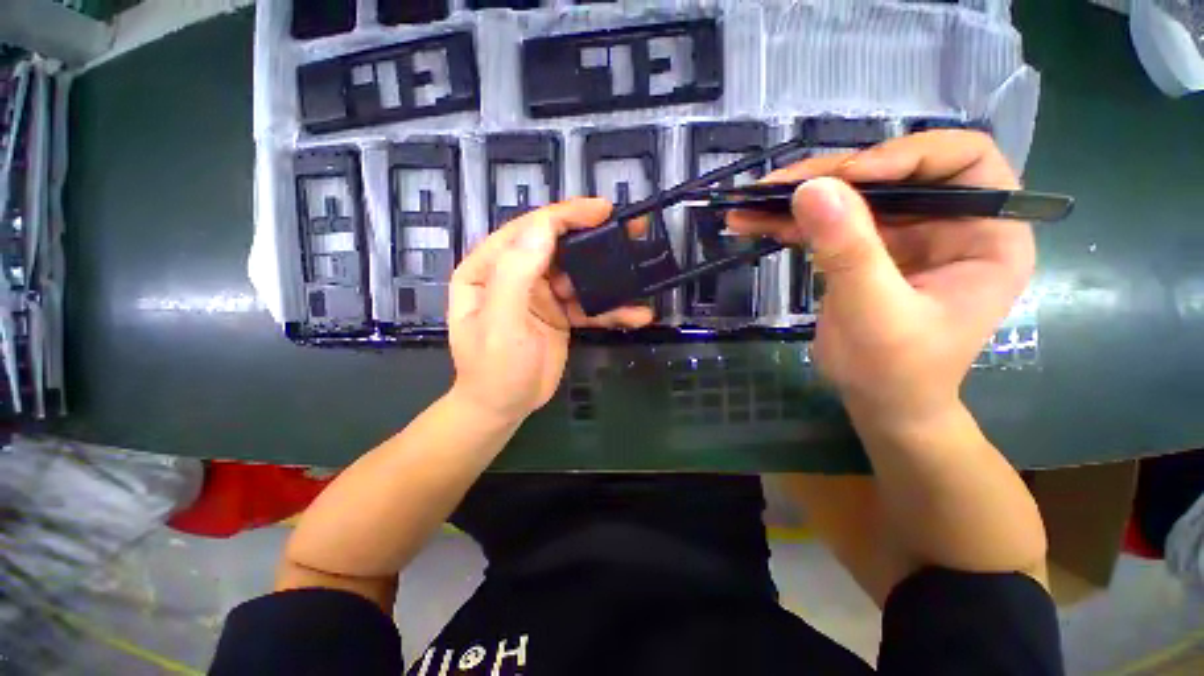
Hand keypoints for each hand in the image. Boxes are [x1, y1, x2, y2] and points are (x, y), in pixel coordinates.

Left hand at [447, 198, 653, 423]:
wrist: (504, 408)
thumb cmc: (494, 370)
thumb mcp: (500, 323)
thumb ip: (517, 274)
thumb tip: (544, 228)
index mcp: (489, 267)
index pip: (529, 230)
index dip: (565, 215)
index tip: (603, 210)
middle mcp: (515, 274)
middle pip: (557, 245)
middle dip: (593, 236)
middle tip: (629, 228)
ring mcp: (540, 294)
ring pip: (578, 273)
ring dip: (608, 273)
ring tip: (639, 265)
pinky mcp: (559, 313)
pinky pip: (587, 303)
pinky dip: (611, 307)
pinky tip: (636, 313)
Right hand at [728, 131, 1034, 428]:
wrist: (878, 403)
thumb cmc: (896, 370)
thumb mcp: (875, 312)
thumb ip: (848, 250)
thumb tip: (811, 188)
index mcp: (987, 234)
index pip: (964, 161)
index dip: (908, 155)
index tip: (849, 177)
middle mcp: (948, 223)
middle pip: (892, 174)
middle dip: (831, 178)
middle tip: (775, 187)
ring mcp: (903, 236)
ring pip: (851, 196)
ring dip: (797, 199)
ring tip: (749, 203)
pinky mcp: (864, 250)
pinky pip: (826, 224)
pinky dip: (788, 223)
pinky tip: (751, 222)